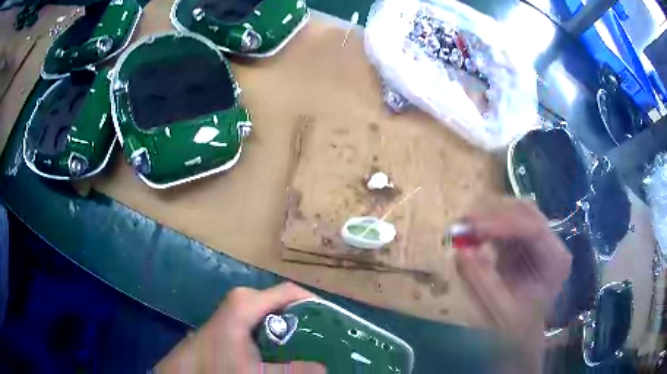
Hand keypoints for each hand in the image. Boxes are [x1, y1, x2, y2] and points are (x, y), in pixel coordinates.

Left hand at [156, 283, 325, 373]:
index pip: (290, 292)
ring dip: (295, 324)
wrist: (188, 367)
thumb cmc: (218, 364)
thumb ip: (291, 371)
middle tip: (327, 337)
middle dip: (307, 318)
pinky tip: (288, 346)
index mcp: (248, 302)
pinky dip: (281, 327)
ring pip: (276, 309)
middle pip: (286, 302)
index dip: (315, 303)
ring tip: (314, 342)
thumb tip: (325, 369)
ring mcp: (238, 305)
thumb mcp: (256, 372)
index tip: (334, 322)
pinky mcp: (235, 314)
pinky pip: (266, 315)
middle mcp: (244, 297)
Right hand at [454, 199, 571, 371]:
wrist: (523, 337)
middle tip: (461, 224)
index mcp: (555, 262)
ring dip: (489, 217)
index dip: (501, 223)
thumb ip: (482, 281)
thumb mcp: (499, 310)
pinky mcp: (526, 242)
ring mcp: (540, 240)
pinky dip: (489, 226)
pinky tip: (474, 233)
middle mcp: (552, 244)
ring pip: (516, 213)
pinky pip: (508, 223)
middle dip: (493, 215)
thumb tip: (460, 250)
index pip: (533, 229)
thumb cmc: (515, 330)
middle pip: (526, 213)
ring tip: (464, 229)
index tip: (470, 226)